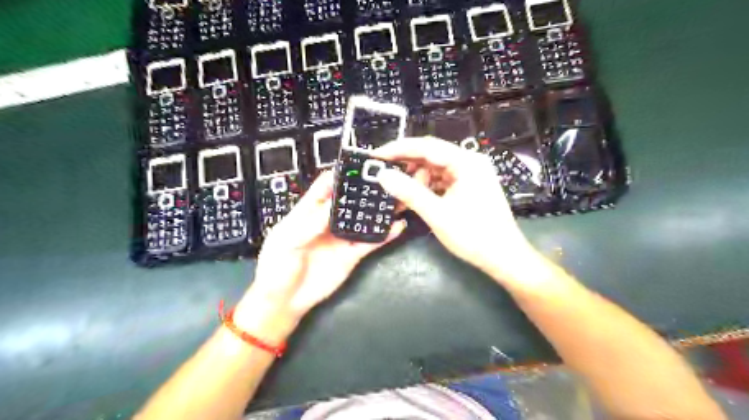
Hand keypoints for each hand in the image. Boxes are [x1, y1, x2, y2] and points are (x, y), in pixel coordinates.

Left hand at [236, 171, 406, 340]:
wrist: (285, 302)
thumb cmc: (276, 269)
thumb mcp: (287, 242)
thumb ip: (310, 223)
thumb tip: (332, 204)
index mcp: (307, 213)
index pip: (324, 187)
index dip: (339, 175)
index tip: (357, 166)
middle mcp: (327, 222)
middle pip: (348, 200)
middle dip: (364, 190)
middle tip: (385, 179)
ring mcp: (341, 238)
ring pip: (362, 219)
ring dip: (377, 210)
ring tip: (396, 198)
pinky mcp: (352, 255)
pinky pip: (370, 242)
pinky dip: (385, 235)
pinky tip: (398, 226)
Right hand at [378, 138, 540, 285]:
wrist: (504, 257)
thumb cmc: (474, 235)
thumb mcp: (437, 214)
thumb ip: (409, 192)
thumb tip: (383, 175)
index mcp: (466, 162)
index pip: (426, 146)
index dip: (398, 149)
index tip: (376, 156)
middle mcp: (469, 162)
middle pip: (431, 155)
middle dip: (407, 166)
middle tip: (384, 176)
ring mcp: (470, 174)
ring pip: (435, 169)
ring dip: (416, 179)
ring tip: (401, 194)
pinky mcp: (469, 186)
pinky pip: (442, 180)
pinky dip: (427, 187)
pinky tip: (415, 197)